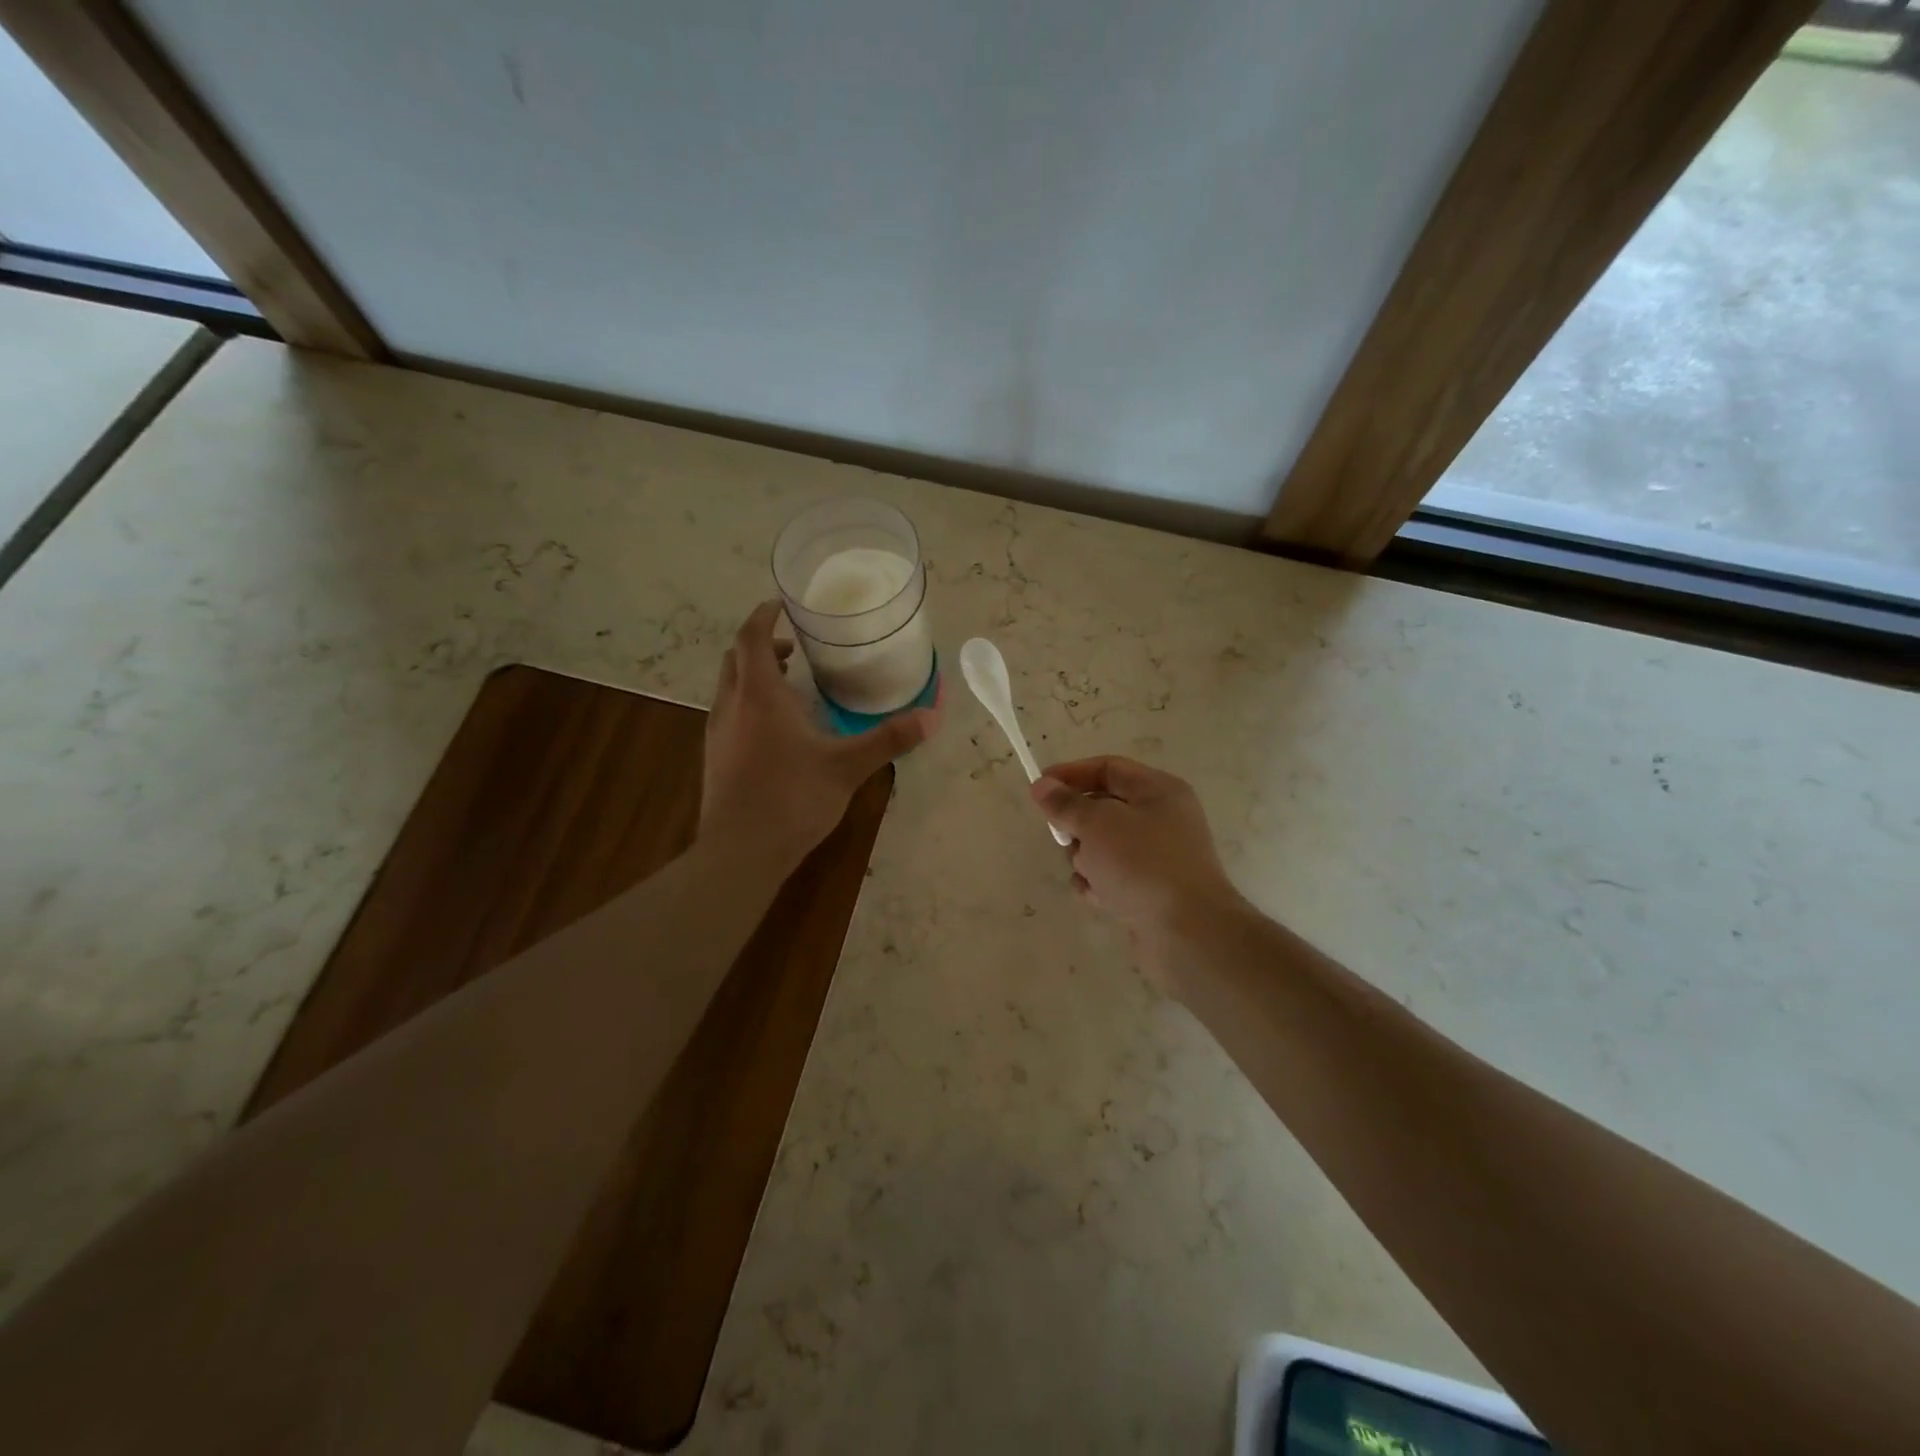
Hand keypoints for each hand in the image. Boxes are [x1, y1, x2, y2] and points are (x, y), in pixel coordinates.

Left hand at [702, 600, 937, 873]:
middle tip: (796, 647)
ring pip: (730, 686)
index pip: (751, 636)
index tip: (783, 604)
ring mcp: (718, 733)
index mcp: (759, 695)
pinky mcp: (715, 758)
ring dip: (755, 675)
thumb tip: (932, 716)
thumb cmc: (792, 799)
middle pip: (736, 657)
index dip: (764, 615)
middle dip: (763, 644)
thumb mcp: (847, 767)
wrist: (739, 853)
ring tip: (792, 685)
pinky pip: (730, 713)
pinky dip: (750, 703)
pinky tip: (777, 731)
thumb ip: (889, 739)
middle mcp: (732, 705)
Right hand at [1031, 757, 1241, 986]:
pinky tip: (1096, 897)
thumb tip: (1042, 786)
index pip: (1108, 768)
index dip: (1070, 774)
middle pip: (1102, 808)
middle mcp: (1161, 819)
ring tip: (1090, 874)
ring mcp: (1155, 857)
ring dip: (1085, 858)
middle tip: (1064, 838)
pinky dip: (1097, 884)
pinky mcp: (1147, 890)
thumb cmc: (1143, 865)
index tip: (1038, 789)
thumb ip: (1066, 804)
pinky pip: (1109, 876)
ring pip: (1101, 845)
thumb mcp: (1098, 824)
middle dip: (1077, 824)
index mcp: (1158, 791)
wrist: (1187, 934)